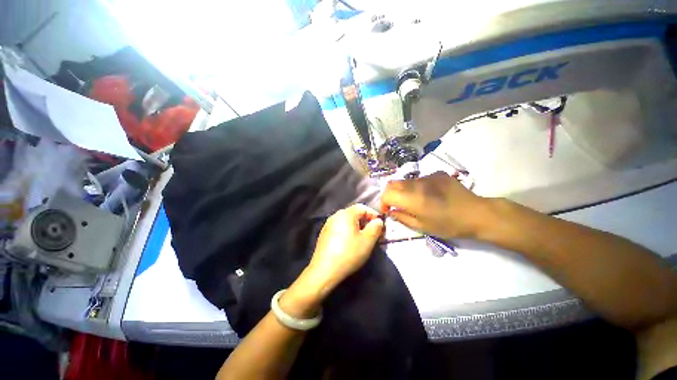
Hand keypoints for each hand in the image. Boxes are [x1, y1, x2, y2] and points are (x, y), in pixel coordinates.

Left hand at [306, 204, 383, 292]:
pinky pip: (339, 228)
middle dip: (366, 221)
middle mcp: (335, 215)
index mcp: (346, 214)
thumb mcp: (367, 241)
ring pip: (346, 221)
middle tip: (374, 233)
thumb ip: (375, 227)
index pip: (363, 207)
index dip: (373, 215)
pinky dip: (347, 232)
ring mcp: (328, 224)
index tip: (381, 226)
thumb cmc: (348, 253)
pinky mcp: (324, 234)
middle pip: (354, 213)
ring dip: (357, 227)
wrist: (324, 270)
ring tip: (363, 239)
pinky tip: (349, 243)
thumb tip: (378, 221)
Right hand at [380, 171, 492, 238]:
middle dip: (390, 194)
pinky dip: (416, 187)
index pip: (387, 194)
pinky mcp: (436, 173)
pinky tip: (428, 194)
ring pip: (405, 181)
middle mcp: (416, 184)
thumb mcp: (422, 227)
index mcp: (412, 198)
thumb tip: (391, 211)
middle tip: (396, 205)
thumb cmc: (449, 225)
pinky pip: (419, 179)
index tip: (388, 210)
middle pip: (392, 183)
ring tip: (413, 200)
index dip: (383, 202)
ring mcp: (427, 176)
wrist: (477, 213)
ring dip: (403, 190)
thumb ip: (402, 217)